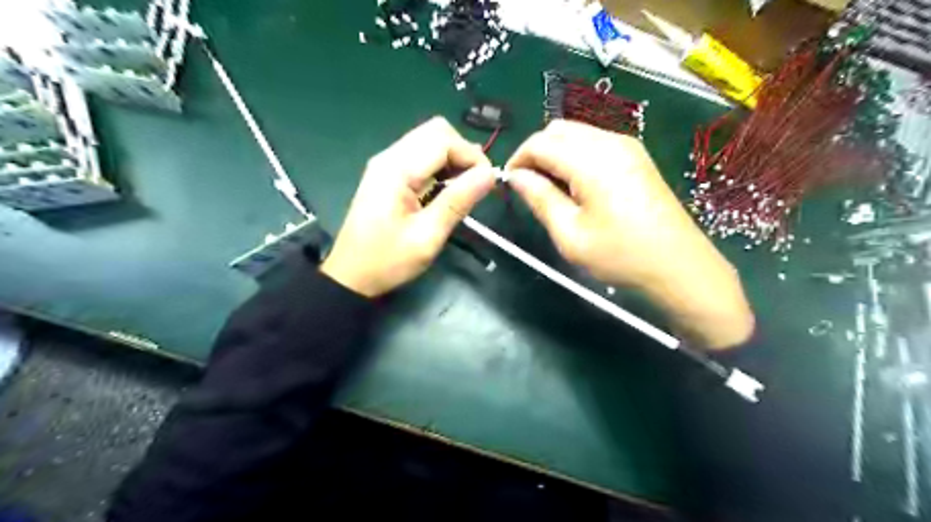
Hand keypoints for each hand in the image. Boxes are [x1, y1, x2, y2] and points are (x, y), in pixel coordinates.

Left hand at [323, 117, 493, 296]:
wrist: (351, 276)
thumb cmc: (388, 261)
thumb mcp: (427, 236)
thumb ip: (458, 202)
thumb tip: (490, 174)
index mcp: (396, 169)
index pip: (443, 140)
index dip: (471, 156)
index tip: (487, 183)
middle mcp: (390, 157)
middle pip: (436, 132)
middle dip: (463, 153)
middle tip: (475, 185)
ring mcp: (387, 164)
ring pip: (430, 141)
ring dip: (453, 159)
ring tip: (465, 189)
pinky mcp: (389, 175)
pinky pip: (421, 156)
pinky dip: (441, 166)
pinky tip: (447, 189)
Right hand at [506, 121, 751, 350]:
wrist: (679, 266)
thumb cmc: (621, 255)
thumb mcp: (571, 235)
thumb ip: (540, 199)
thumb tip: (516, 177)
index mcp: (592, 161)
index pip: (540, 143)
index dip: (518, 159)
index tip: (509, 184)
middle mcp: (610, 142)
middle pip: (558, 130)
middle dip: (535, 152)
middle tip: (529, 186)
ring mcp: (627, 146)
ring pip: (576, 133)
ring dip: (555, 153)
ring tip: (551, 188)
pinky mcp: (636, 156)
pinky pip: (595, 142)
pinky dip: (575, 155)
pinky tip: (577, 185)